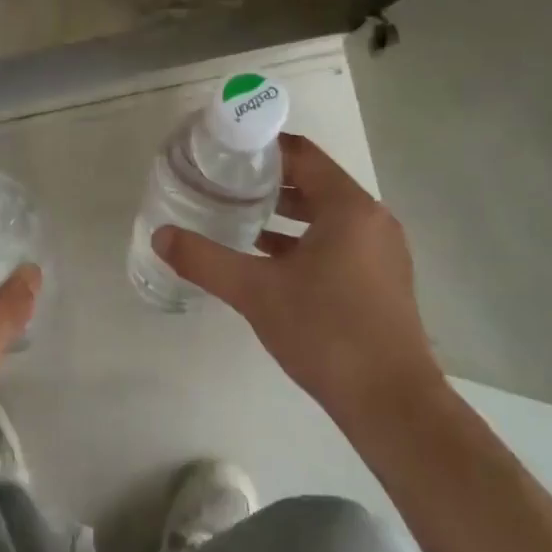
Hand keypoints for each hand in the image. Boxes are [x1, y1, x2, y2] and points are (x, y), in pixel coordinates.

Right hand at [154, 134, 442, 429]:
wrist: (391, 403)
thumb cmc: (325, 332)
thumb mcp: (255, 292)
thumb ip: (205, 260)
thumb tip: (160, 237)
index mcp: (348, 208)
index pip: (303, 156)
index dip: (263, 148)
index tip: (224, 151)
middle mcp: (371, 220)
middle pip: (315, 183)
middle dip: (269, 182)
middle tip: (223, 183)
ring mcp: (381, 251)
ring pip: (326, 216)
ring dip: (285, 214)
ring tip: (238, 216)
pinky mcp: (381, 280)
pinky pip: (337, 242)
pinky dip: (303, 241)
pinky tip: (268, 260)